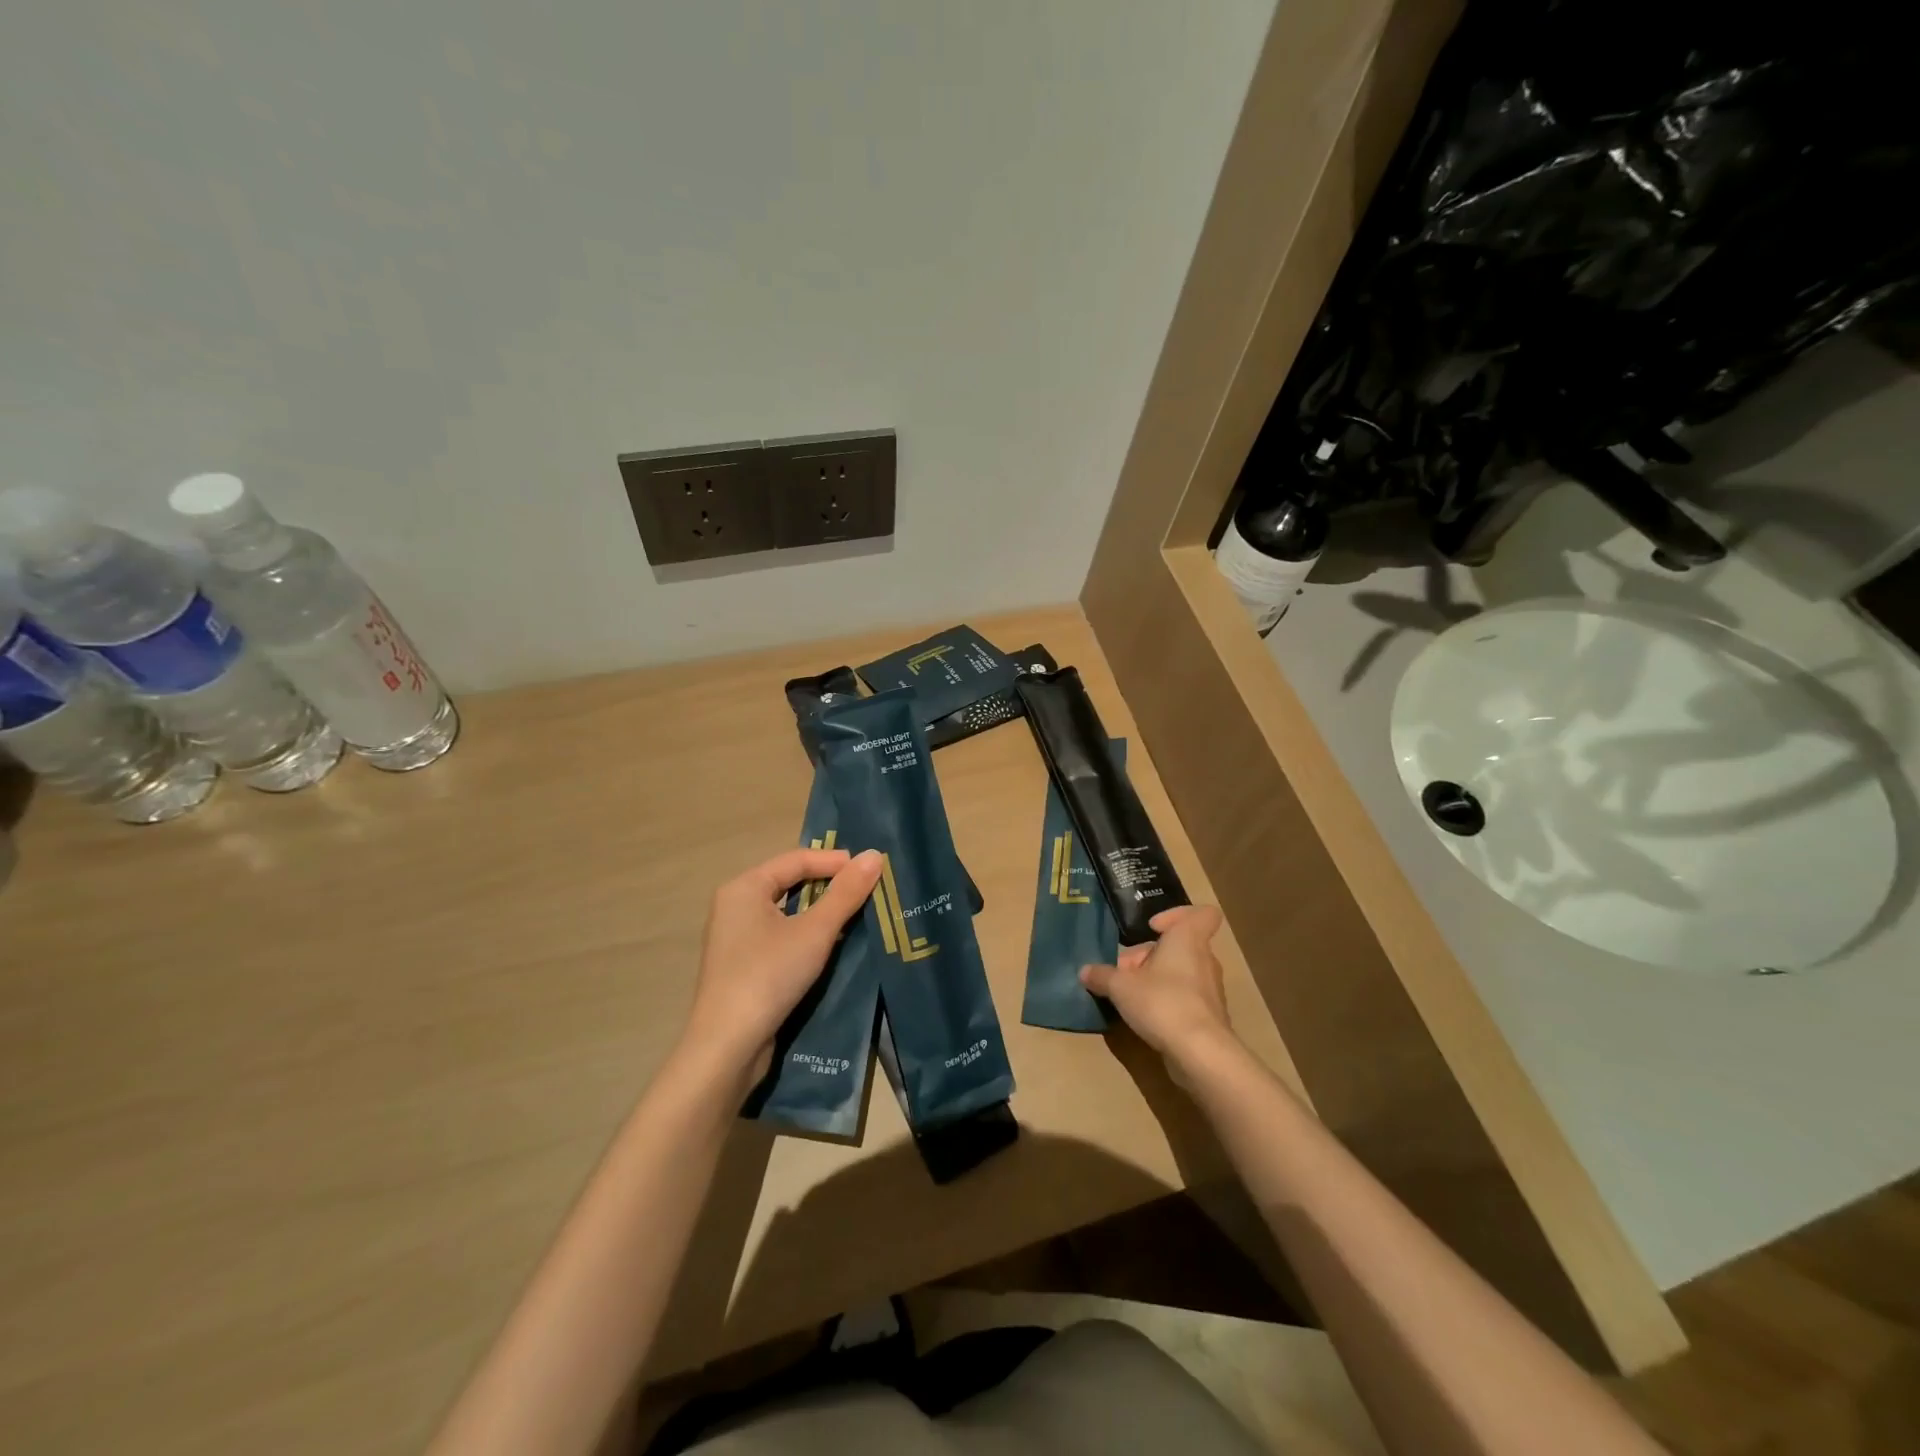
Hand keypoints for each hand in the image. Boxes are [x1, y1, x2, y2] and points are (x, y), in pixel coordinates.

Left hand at [681, 847, 884, 1085]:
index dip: (835, 861)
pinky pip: (780, 936)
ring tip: (857, 915)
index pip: (796, 859)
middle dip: (829, 885)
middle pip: (790, 882)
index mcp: (744, 887)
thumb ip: (846, 893)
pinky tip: (832, 946)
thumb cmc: (769, 976)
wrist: (727, 1047)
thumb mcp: (815, 931)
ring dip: (820, 912)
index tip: (871, 869)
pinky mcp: (743, 966)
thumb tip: (875, 855)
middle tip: (867, 891)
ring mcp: (736, 938)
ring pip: (787, 912)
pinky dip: (806, 934)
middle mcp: (735, 906)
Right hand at [1080, 905, 1236, 1076]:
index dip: (1177, 915)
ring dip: (1157, 979)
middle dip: (1149, 956)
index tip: (1152, 929)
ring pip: (1181, 972)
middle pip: (1179, 946)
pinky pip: (1186, 997)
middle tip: (1124, 972)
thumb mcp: (1121, 987)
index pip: (1202, 914)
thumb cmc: (1162, 1002)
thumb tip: (1084, 971)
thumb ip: (1102, 976)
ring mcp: (1210, 989)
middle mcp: (1204, 959)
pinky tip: (1146, 1016)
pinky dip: (1168, 1001)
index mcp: (1188, 939)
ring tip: (1130, 995)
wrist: (1200, 1052)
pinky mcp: (1210, 1016)